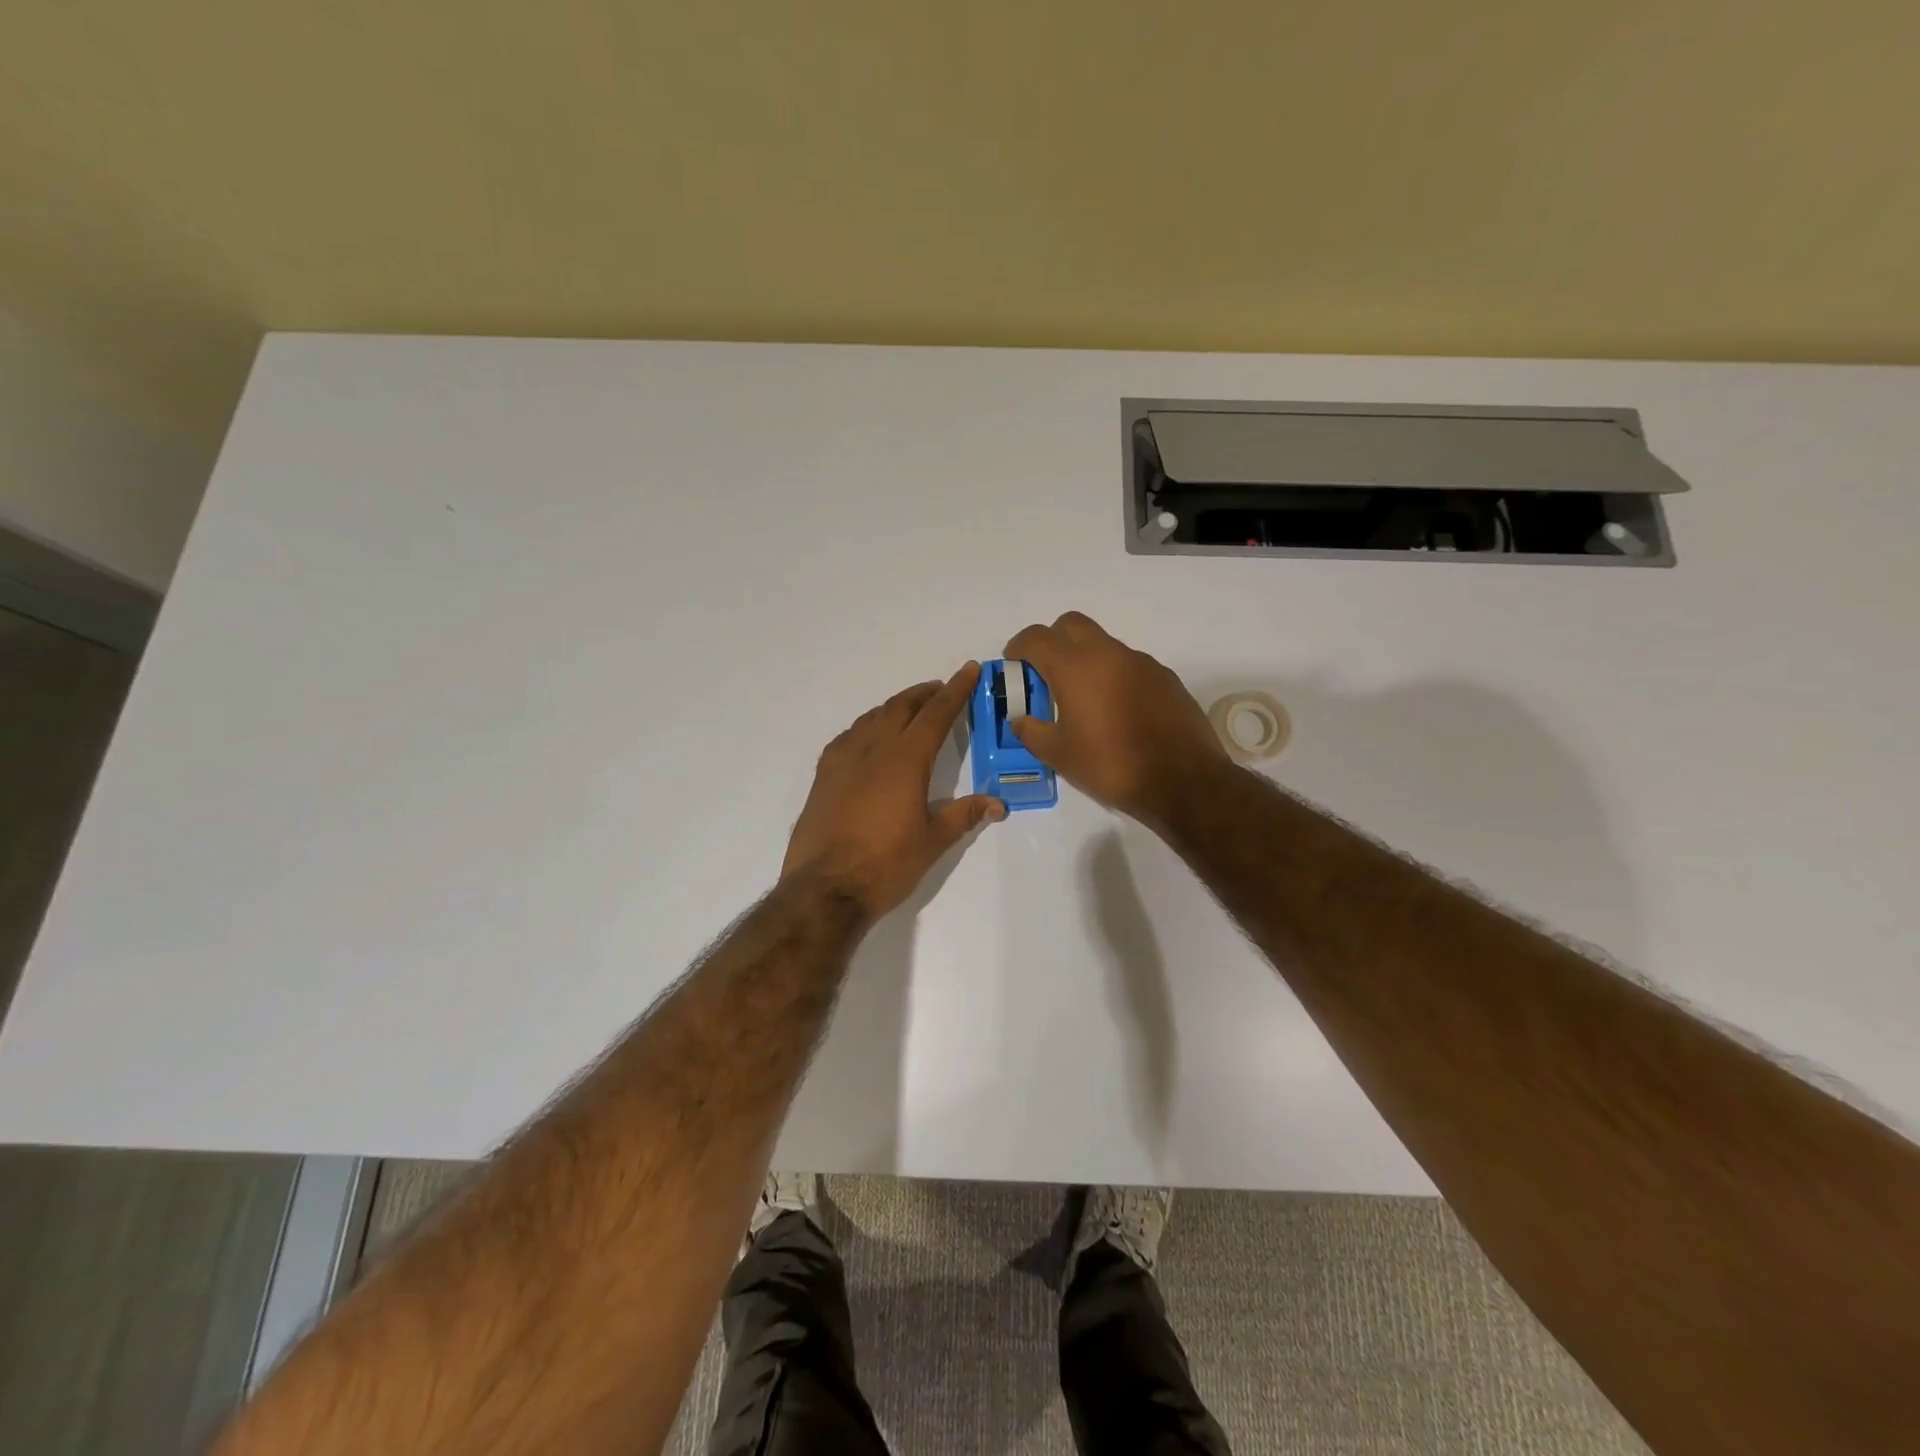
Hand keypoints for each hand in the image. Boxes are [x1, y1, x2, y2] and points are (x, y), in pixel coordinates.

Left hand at [782, 663, 1006, 920]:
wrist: (824, 889)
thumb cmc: (886, 865)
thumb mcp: (932, 842)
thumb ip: (963, 815)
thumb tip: (998, 804)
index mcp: (905, 761)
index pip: (936, 714)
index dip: (955, 690)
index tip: (969, 669)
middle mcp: (873, 750)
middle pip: (901, 708)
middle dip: (924, 694)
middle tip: (942, 689)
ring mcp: (843, 761)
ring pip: (872, 718)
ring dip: (895, 707)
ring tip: (910, 709)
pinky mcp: (823, 777)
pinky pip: (848, 737)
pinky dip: (867, 727)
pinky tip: (868, 738)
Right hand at [1003, 612, 1227, 824]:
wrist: (1182, 780)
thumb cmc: (1112, 766)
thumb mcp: (1060, 756)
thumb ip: (1032, 732)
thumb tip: (1021, 720)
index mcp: (1076, 667)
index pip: (1037, 638)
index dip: (1019, 647)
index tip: (1013, 663)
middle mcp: (1109, 653)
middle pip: (1072, 625)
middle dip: (1053, 640)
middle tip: (1045, 672)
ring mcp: (1141, 662)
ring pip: (1103, 644)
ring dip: (1086, 659)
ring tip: (1082, 698)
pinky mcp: (1165, 677)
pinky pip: (1129, 664)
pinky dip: (1113, 675)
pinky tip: (1116, 710)